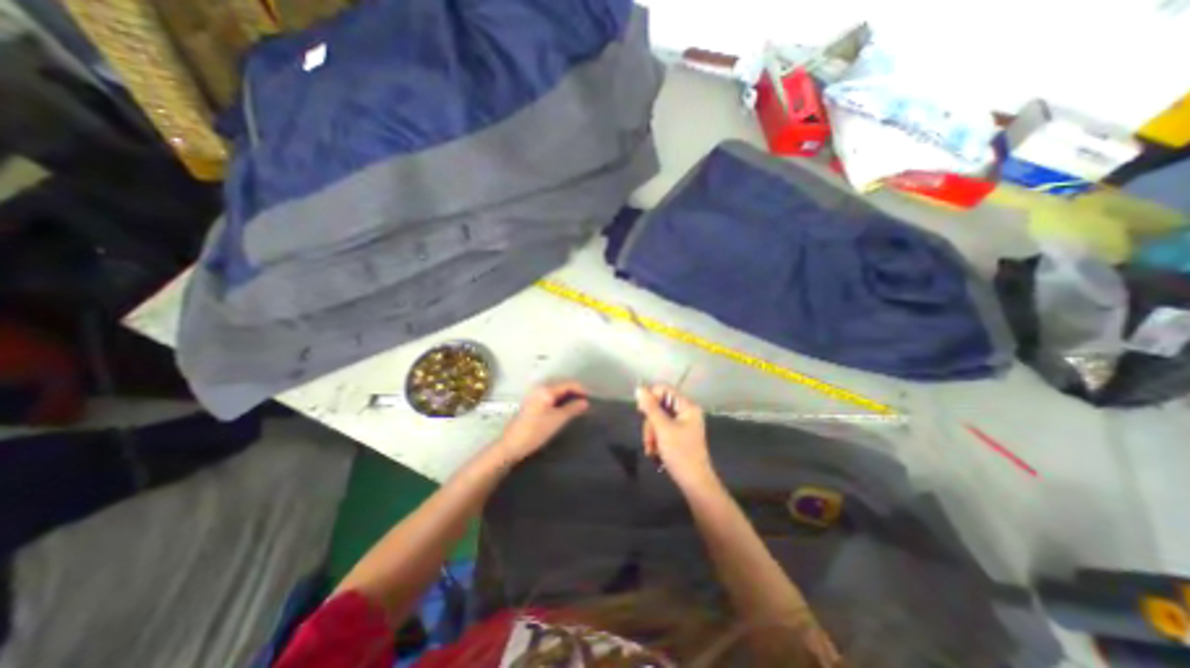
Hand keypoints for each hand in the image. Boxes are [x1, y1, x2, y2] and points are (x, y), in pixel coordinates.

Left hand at [493, 380, 590, 464]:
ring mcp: (535, 394)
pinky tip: (566, 408)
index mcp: (546, 389)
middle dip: (576, 391)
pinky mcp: (533, 402)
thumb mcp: (558, 420)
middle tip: (587, 402)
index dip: (581, 389)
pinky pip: (551, 395)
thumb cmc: (536, 431)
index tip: (591, 398)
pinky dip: (560, 399)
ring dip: (568, 396)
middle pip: (562, 384)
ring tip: (579, 405)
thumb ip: (573, 408)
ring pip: (557, 390)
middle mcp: (540, 387)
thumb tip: (586, 402)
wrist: (512, 444)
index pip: (569, 383)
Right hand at [638, 383, 708, 487]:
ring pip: (658, 419)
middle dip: (650, 423)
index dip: (650, 398)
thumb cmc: (680, 453)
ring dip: (651, 434)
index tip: (641, 413)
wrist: (694, 483)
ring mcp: (682, 424)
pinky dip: (656, 440)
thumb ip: (650, 407)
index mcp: (687, 406)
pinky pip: (661, 430)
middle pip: (659, 406)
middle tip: (649, 439)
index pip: (663, 390)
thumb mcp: (662, 429)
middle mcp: (686, 412)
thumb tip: (639, 388)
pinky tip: (655, 452)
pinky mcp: (678, 436)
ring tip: (651, 450)